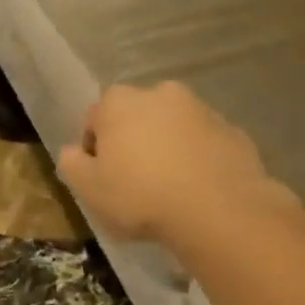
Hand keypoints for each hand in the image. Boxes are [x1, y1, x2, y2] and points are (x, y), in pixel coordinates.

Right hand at [55, 83, 293, 246]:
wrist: (218, 211)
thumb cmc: (140, 196)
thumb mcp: (88, 188)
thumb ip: (71, 163)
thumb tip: (72, 151)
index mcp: (119, 102)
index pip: (94, 118)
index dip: (94, 148)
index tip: (101, 177)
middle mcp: (160, 94)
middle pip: (135, 117)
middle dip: (132, 141)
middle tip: (133, 180)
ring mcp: (201, 110)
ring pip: (172, 127)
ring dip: (166, 147)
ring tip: (168, 187)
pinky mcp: (232, 131)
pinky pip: (204, 143)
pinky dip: (197, 158)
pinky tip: (197, 190)